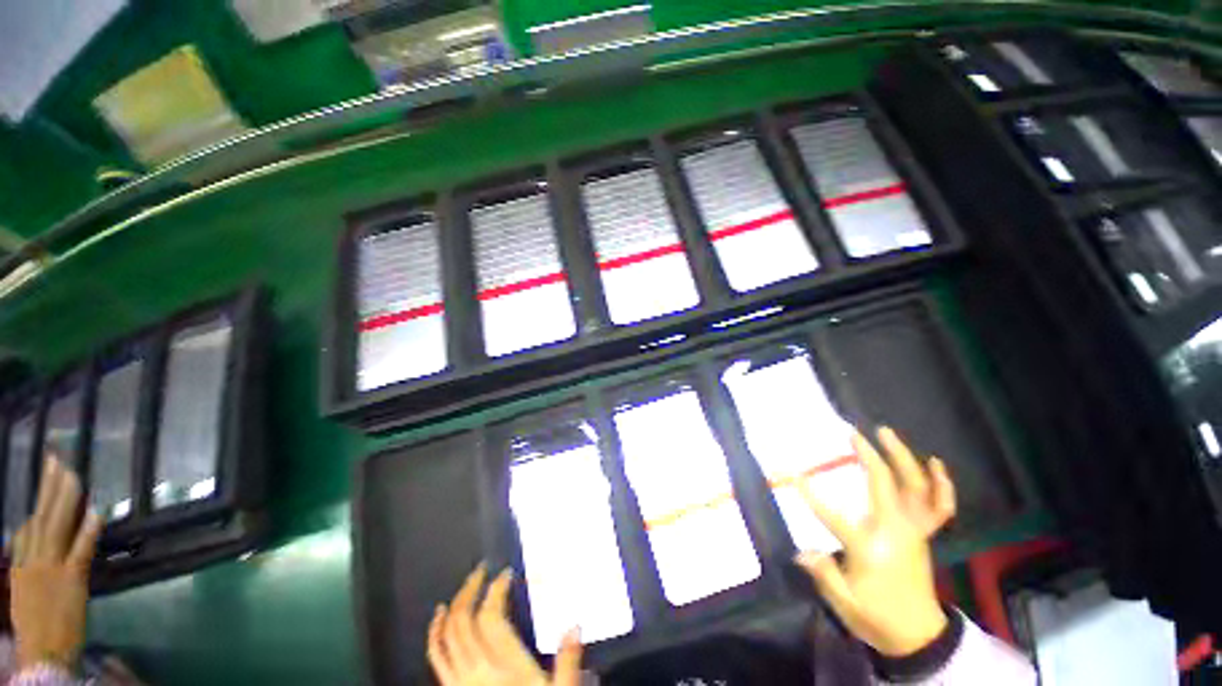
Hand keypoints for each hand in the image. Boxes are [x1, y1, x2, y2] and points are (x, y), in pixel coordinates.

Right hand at [10, 456, 102, 669]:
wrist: (41, 654)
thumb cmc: (34, 624)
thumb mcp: (23, 589)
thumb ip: (29, 565)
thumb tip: (34, 542)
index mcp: (20, 563)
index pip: (30, 526)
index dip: (40, 500)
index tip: (48, 477)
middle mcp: (33, 559)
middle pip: (42, 516)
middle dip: (49, 486)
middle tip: (57, 459)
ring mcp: (52, 568)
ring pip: (58, 525)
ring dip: (65, 498)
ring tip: (72, 473)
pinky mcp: (72, 579)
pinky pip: (81, 551)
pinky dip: (88, 531)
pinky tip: (96, 512)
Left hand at [428, 564, 581, 685]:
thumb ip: (568, 662)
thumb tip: (575, 625)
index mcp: (504, 667)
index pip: (491, 617)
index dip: (496, 589)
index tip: (507, 573)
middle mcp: (476, 670)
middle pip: (465, 620)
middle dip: (472, 588)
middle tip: (483, 569)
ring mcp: (458, 681)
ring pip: (447, 635)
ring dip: (454, 605)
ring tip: (465, 585)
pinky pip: (435, 656)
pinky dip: (434, 632)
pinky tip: (438, 616)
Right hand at [795, 428, 955, 656]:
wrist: (918, 635)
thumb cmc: (877, 617)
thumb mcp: (845, 603)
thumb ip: (823, 573)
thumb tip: (800, 551)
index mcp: (870, 547)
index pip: (833, 515)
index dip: (808, 493)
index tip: (790, 474)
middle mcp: (895, 531)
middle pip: (883, 485)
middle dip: (868, 455)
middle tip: (853, 433)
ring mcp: (915, 530)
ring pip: (915, 487)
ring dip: (903, 457)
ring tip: (886, 432)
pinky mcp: (925, 534)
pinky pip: (940, 507)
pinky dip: (941, 484)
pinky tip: (934, 462)